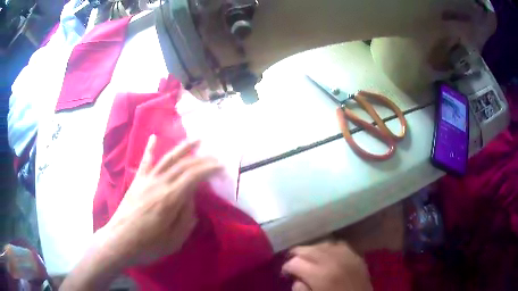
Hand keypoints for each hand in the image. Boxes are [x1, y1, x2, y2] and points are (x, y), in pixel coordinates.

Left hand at [99, 135, 221, 266]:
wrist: (118, 241)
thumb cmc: (147, 245)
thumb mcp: (174, 241)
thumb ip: (186, 219)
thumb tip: (191, 200)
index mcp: (170, 199)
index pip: (194, 176)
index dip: (209, 169)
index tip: (222, 168)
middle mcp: (159, 184)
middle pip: (183, 165)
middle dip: (202, 159)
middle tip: (216, 157)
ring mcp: (146, 180)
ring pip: (167, 158)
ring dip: (183, 147)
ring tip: (196, 139)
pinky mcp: (137, 182)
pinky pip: (145, 162)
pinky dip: (150, 148)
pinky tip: (154, 137)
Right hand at [282, 241, 371, 290]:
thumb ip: (300, 289)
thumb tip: (297, 278)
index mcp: (320, 276)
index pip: (295, 263)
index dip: (287, 267)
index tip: (286, 273)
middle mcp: (333, 261)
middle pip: (308, 250)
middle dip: (297, 255)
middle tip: (293, 263)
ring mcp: (347, 256)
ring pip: (323, 244)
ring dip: (312, 250)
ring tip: (308, 258)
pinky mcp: (356, 256)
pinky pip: (338, 245)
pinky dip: (329, 248)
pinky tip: (326, 254)